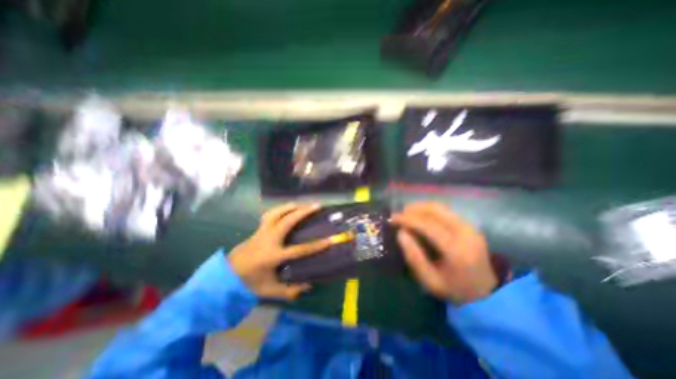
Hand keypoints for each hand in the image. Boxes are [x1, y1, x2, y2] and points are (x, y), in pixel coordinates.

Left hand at [227, 203, 331, 300]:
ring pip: (277, 213)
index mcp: (274, 256)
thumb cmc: (249, 283)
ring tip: (302, 204)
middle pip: (288, 221)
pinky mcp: (258, 229)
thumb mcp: (270, 290)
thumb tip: (308, 285)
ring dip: (291, 206)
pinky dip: (280, 209)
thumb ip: (290, 291)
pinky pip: (270, 214)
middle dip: (304, 212)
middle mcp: (269, 240)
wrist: (225, 275)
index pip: (300, 250)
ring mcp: (262, 232)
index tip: (330, 240)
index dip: (316, 245)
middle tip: (317, 206)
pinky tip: (286, 209)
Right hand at [392, 201, 494, 304]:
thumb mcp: (430, 281)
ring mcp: (470, 227)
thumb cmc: (454, 290)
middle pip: (436, 210)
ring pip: (441, 208)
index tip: (392, 218)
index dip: (408, 219)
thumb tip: (400, 233)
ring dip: (421, 207)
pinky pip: (446, 211)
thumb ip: (414, 257)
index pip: (428, 225)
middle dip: (414, 208)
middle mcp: (465, 233)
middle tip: (399, 214)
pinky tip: (421, 216)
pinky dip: (430, 210)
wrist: (487, 294)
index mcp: (456, 250)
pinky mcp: (470, 225)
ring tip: (407, 213)